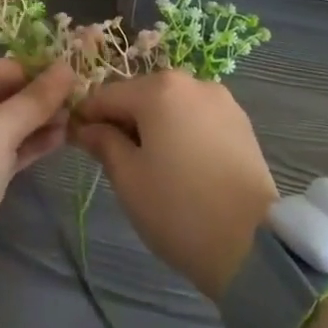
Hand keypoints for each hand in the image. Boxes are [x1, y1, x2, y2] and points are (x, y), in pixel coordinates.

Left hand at [0, 58, 73, 267]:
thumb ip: (34, 99)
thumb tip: (67, 68)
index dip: (29, 70)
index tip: (65, 73)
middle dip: (34, 98)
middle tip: (73, 98)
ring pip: (1, 125)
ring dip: (35, 121)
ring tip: (72, 118)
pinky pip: (1, 150)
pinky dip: (27, 144)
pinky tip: (59, 139)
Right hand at [70, 71, 277, 301]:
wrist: (253, 246)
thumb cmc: (179, 208)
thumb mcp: (128, 178)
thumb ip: (103, 143)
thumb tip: (86, 127)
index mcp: (158, 88)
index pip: (107, 95)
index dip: (87, 117)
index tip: (74, 141)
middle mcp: (191, 81)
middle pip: (142, 95)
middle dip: (123, 120)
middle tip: (114, 160)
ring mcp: (220, 99)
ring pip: (171, 106)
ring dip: (154, 126)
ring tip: (152, 166)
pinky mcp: (241, 122)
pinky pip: (197, 117)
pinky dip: (183, 132)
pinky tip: (183, 165)